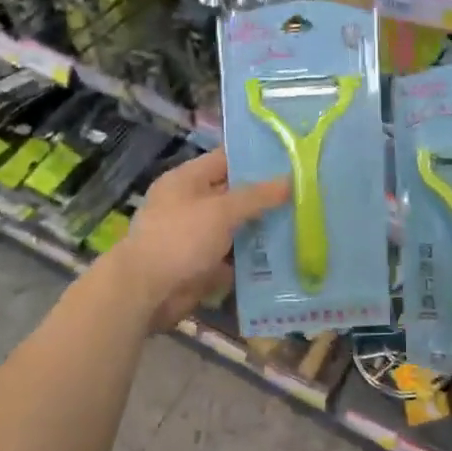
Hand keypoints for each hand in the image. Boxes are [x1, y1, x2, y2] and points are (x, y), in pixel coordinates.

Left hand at [109, 149, 288, 331]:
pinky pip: (233, 257)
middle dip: (266, 197)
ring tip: (304, 223)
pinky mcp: (202, 265)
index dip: (256, 158)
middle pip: (234, 195)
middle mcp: (190, 204)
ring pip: (236, 228)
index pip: (226, 159)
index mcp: (187, 180)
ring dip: (263, 229)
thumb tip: (291, 180)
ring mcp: (195, 237)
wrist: (145, 293)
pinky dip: (254, 259)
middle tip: (306, 193)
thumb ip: (257, 196)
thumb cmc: (180, 239)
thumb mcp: (221, 211)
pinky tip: (286, 257)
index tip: (290, 159)